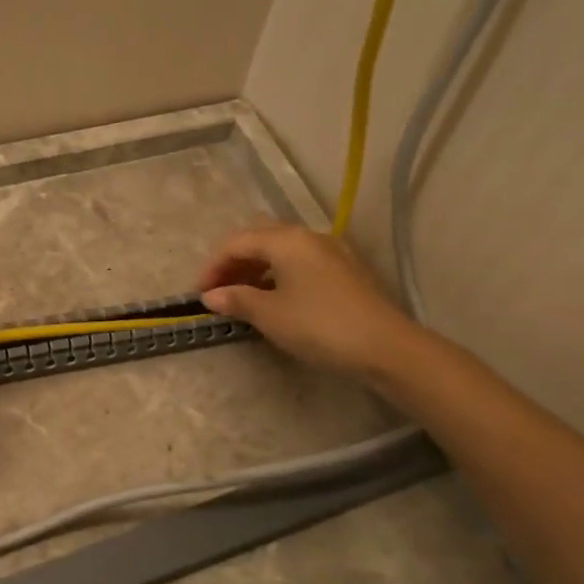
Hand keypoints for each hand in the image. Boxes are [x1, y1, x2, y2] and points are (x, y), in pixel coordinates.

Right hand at [197, 223, 415, 382]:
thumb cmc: (319, 326)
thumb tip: (211, 296)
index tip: (198, 295)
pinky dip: (277, 275)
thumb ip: (237, 300)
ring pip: (280, 250)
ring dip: (255, 269)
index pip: (236, 242)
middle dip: (233, 262)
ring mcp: (330, 251)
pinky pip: (299, 263)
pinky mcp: (344, 270)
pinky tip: (273, 299)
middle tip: (218, 291)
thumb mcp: (270, 315)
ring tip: (241, 298)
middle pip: (258, 239)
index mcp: (286, 239)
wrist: (385, 347)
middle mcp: (308, 236)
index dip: (212, 266)